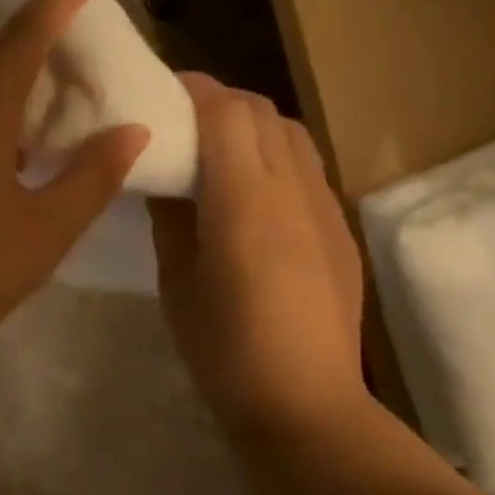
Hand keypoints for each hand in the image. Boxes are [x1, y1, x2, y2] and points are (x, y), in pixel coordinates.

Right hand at [148, 74, 367, 431]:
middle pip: (260, 111)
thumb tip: (165, 173)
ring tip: (212, 151)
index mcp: (245, 202)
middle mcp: (293, 190)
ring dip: (248, 124)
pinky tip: (247, 192)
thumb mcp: (177, 280)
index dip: (190, 90)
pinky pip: (305, 166)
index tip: (155, 93)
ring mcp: (324, 207)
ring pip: (289, 132)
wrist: (305, 404)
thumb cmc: (224, 349)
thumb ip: (172, 216)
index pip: (224, 112)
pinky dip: (271, 154)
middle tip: (176, 122)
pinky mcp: (339, 228)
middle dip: (216, 101)